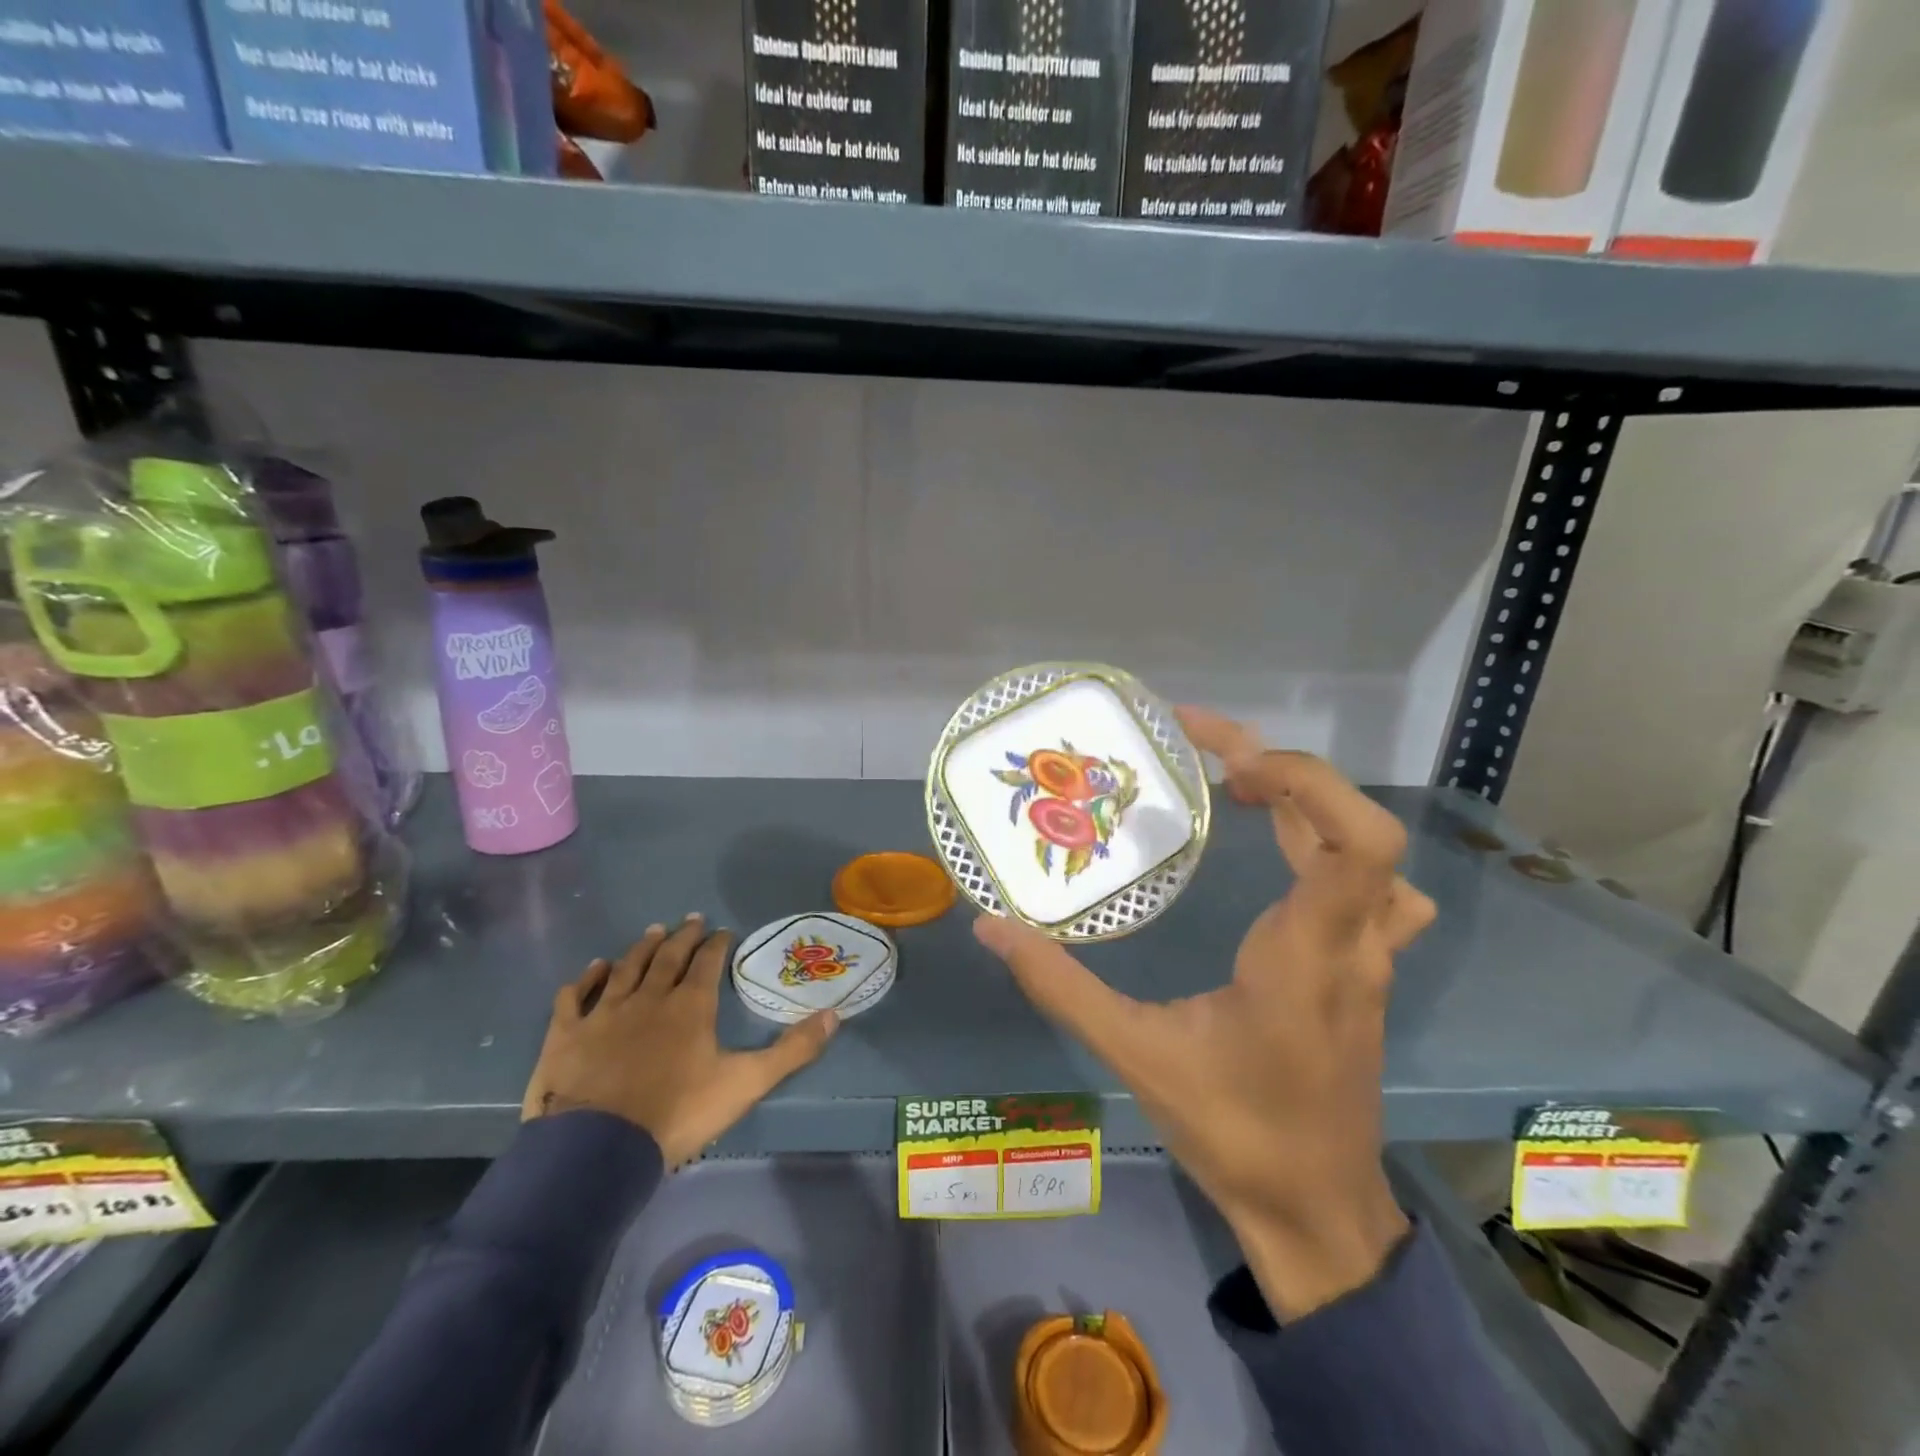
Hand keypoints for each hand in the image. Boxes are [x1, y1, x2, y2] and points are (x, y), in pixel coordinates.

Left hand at [522, 914, 837, 1166]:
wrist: (597, 1149)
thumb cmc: (676, 1114)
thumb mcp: (745, 1084)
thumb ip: (792, 1050)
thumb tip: (835, 1016)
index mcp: (690, 1006)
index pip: (707, 963)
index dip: (717, 944)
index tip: (724, 931)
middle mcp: (649, 997)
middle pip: (668, 957)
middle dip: (683, 936)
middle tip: (691, 919)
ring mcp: (604, 1012)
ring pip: (626, 968)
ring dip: (641, 948)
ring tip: (652, 931)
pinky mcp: (567, 1033)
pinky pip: (576, 995)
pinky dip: (586, 978)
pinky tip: (594, 967)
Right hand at [974, 708, 1434, 1319]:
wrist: (1316, 1212)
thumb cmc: (1234, 1131)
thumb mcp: (1135, 1054)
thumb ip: (1060, 986)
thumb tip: (991, 929)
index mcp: (1306, 954)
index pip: (1357, 842)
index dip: (1305, 780)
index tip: (1229, 767)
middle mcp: (1352, 944)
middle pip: (1360, 829)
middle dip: (1287, 772)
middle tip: (1211, 756)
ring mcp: (1370, 959)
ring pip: (1371, 856)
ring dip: (1311, 806)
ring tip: (1240, 789)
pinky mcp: (1366, 974)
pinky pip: (1376, 892)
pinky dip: (1336, 852)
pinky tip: (1291, 863)